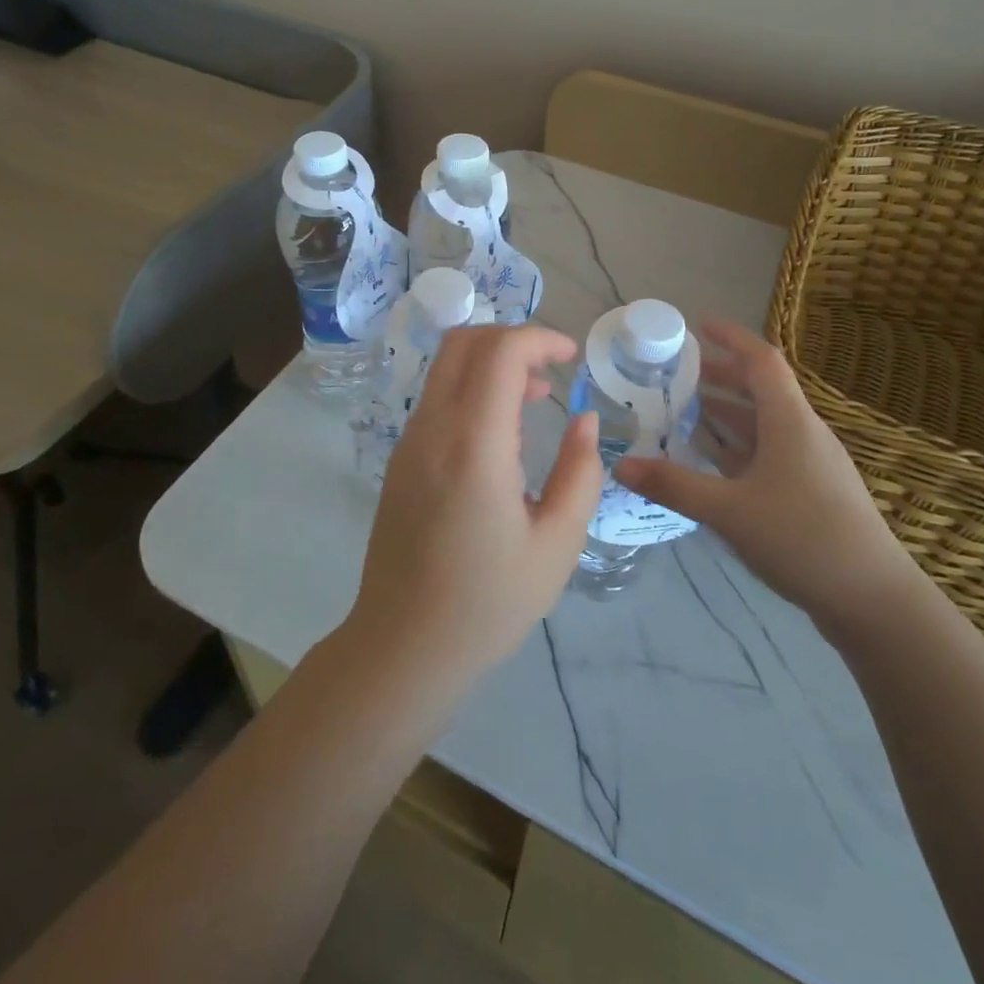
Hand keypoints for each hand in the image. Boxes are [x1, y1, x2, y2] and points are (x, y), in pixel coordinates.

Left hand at [343, 325, 601, 697]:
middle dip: (512, 339)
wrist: (404, 645)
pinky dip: (470, 388)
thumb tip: (583, 419)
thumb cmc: (488, 602)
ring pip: (445, 367)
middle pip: (464, 342)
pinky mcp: (400, 458)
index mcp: (474, 444)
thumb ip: (579, 472)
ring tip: (533, 400)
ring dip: (490, 363)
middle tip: (550, 371)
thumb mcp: (557, 544)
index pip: (499, 352)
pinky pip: (435, 398)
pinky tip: (498, 432)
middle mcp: (433, 428)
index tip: (571, 357)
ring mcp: (409, 441)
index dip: (539, 338)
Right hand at [615, 319, 919, 634]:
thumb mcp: (730, 510)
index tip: (696, 325)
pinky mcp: (809, 492)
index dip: (730, 337)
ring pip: (761, 424)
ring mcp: (808, 464)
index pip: (761, 361)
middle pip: (758, 390)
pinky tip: (708, 462)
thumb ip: (674, 485)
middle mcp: (802, 433)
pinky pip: (765, 453)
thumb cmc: (804, 538)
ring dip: (724, 413)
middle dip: (718, 376)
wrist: (874, 601)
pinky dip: (735, 447)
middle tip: (673, 374)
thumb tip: (620, 465)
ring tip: (681, 411)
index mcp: (790, 421)